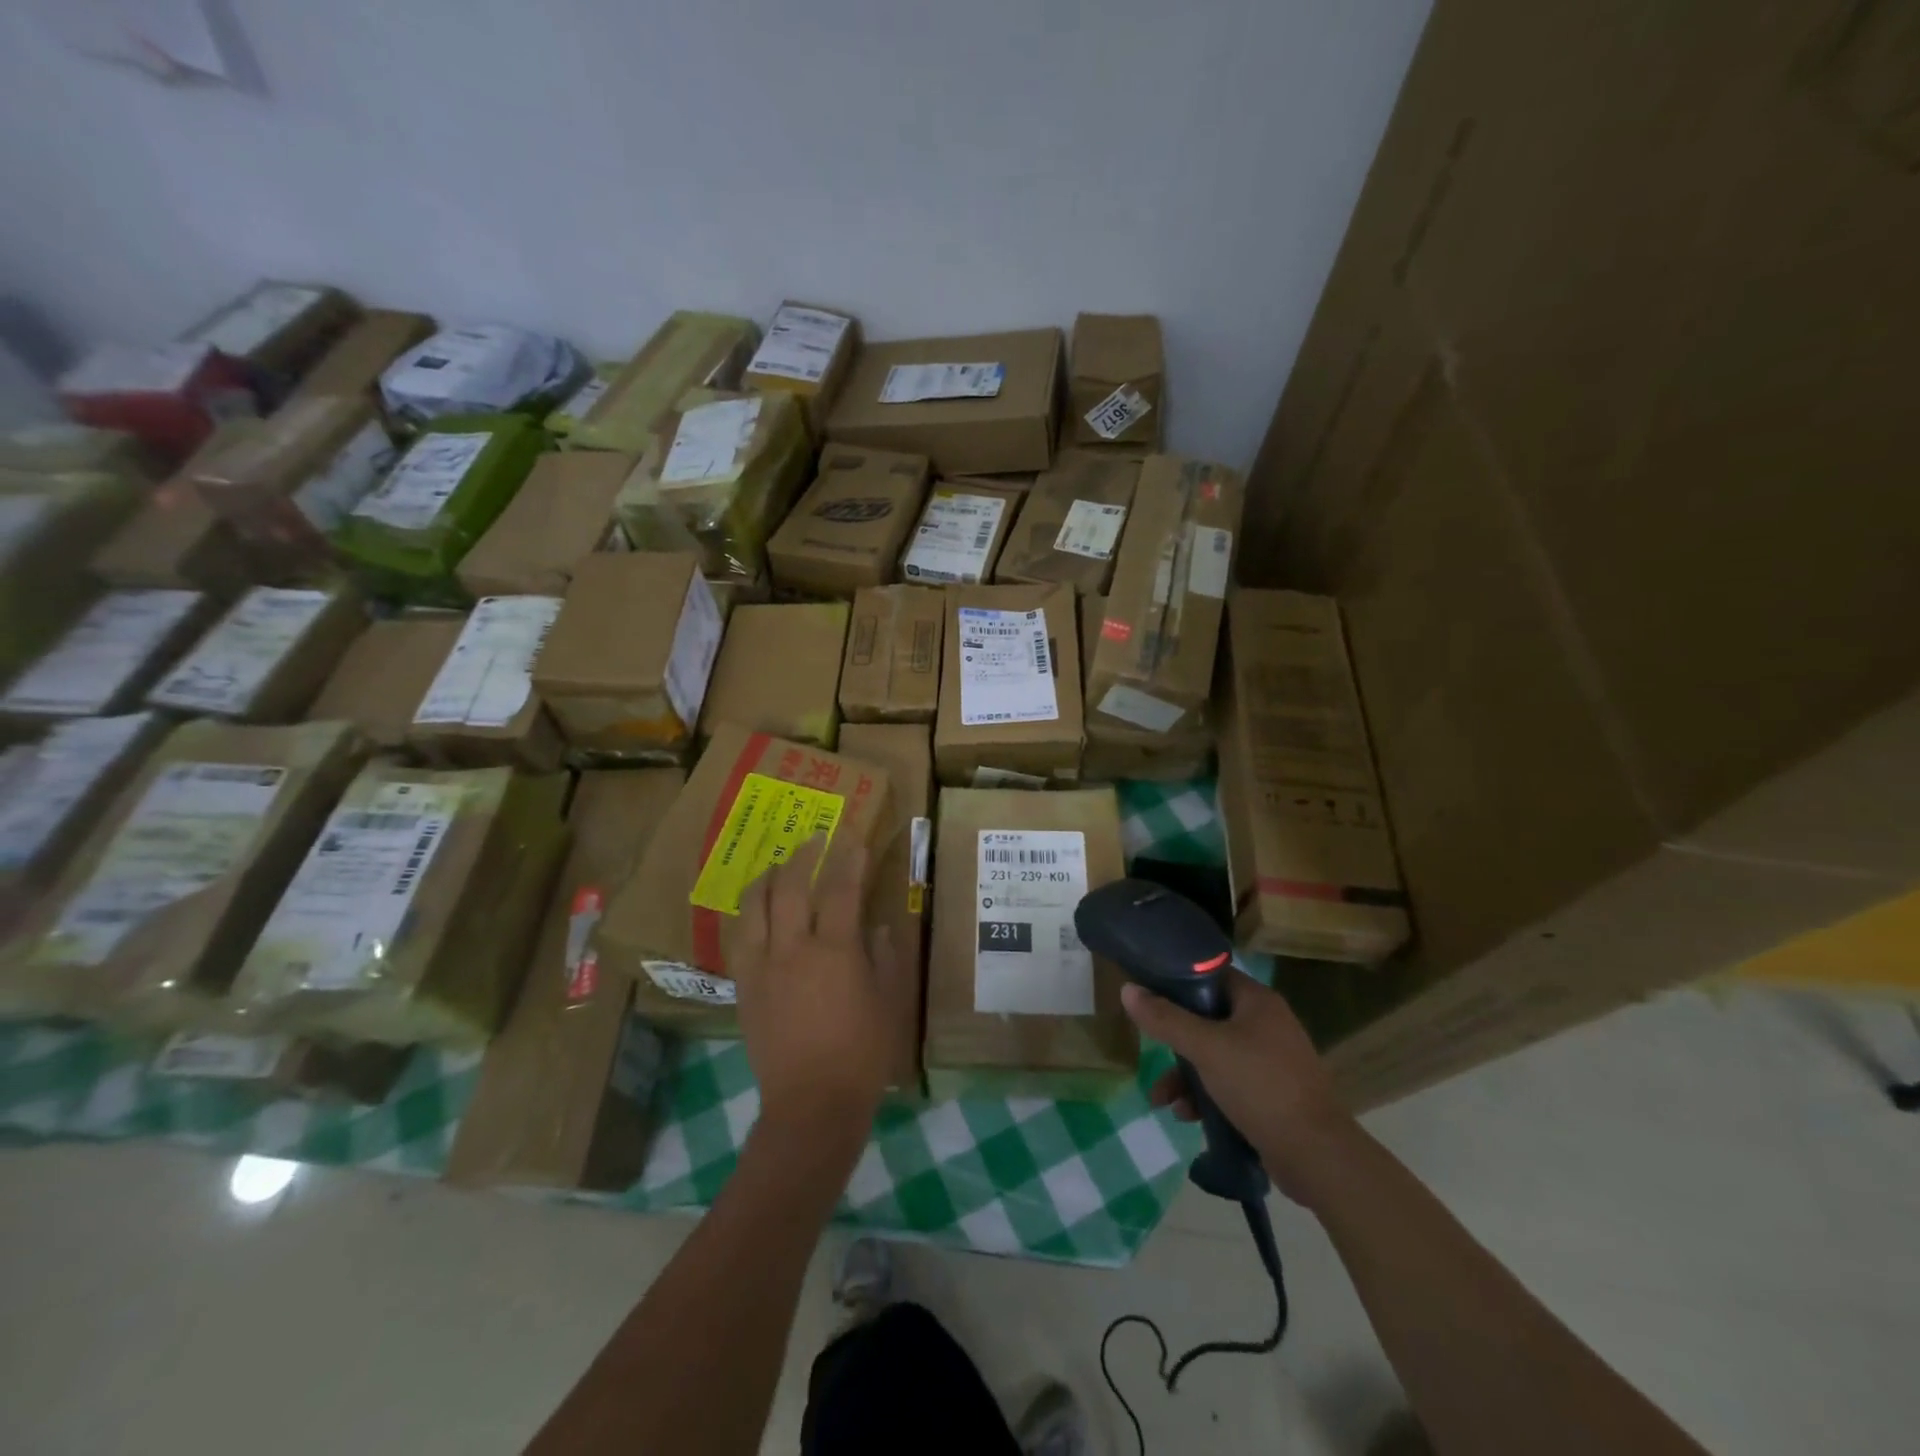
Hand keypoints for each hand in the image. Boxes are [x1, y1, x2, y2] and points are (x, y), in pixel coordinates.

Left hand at [729, 838, 894, 1142]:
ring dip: (768, 877)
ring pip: (755, 905)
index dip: (849, 859)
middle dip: (805, 855)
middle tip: (816, 839)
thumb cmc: (863, 1054)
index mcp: (835, 951)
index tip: (854, 838)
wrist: (812, 1104)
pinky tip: (756, 908)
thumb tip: (876, 925)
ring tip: (779, 866)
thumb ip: (886, 956)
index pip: (841, 889)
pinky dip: (748, 913)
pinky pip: (739, 936)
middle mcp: (794, 949)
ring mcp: (763, 966)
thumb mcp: (891, 1002)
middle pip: (792, 886)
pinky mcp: (744, 986)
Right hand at [1121, 971, 1360, 1207]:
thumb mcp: (1205, 1048)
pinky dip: (1206, 1097)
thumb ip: (1165, 1019)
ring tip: (1163, 1101)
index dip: (1179, 981)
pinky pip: (1229, 1084)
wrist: (1316, 1155)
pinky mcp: (1272, 1095)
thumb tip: (1127, 989)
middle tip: (1153, 1053)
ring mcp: (1271, 1061)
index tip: (1149, 994)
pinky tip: (1188, 1117)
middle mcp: (1267, 1025)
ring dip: (1186, 1076)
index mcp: (1258, 1002)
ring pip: (1215, 1056)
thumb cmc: (1260, 1086)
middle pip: (1208, 1019)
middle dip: (1176, 1042)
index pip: (1212, 976)